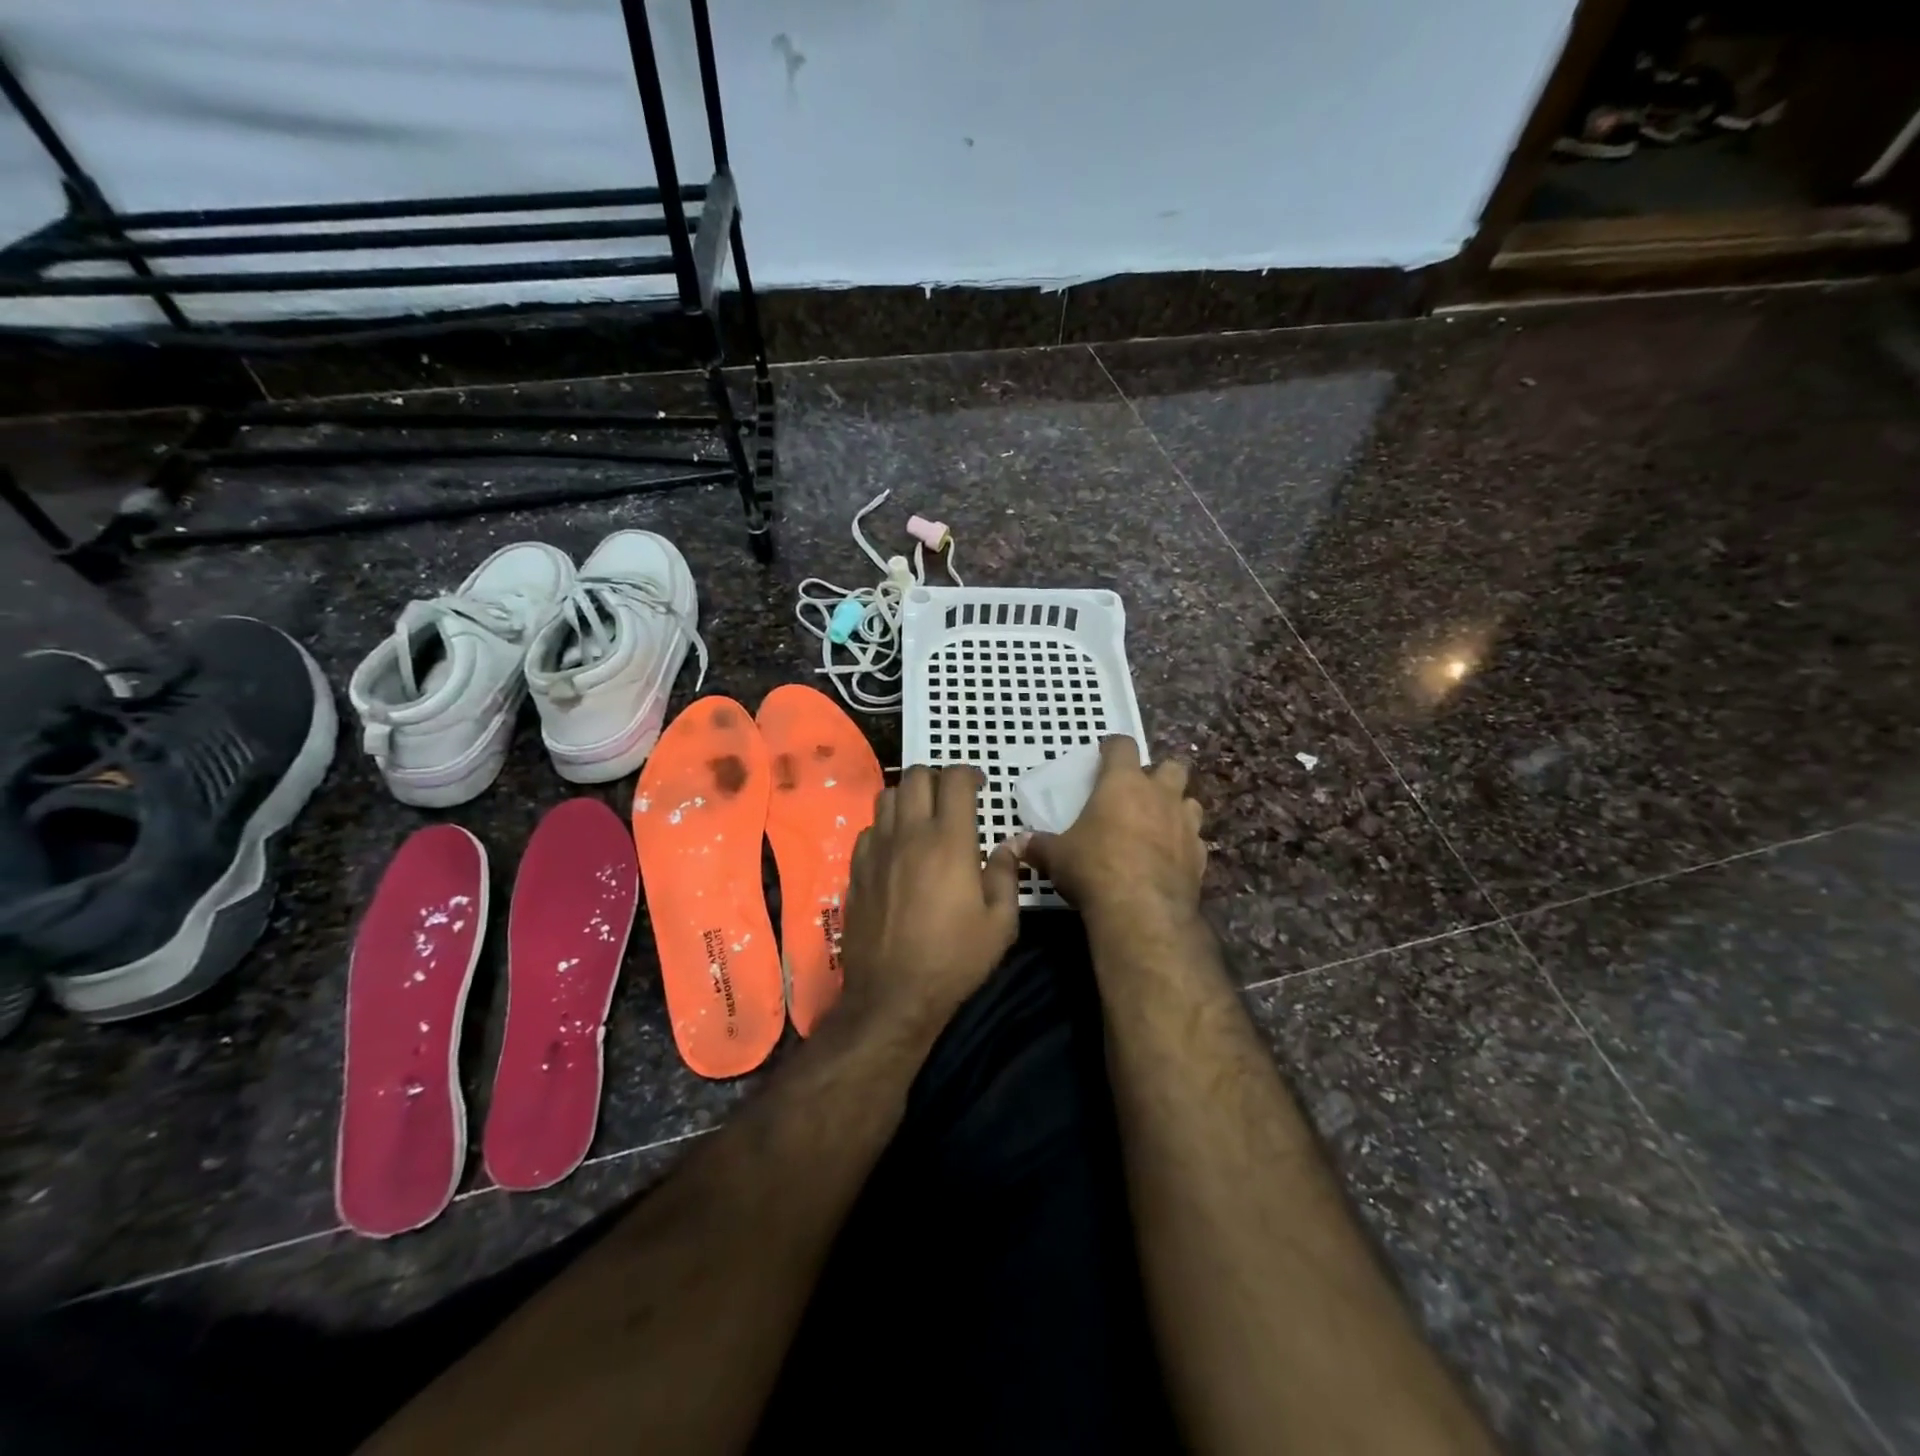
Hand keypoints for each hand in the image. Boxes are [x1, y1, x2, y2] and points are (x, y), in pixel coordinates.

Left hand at [837, 765, 1020, 1042]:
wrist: (893, 995)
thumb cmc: (954, 960)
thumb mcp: (1000, 924)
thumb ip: (1006, 875)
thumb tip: (1010, 845)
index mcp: (949, 841)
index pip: (954, 780)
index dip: (969, 774)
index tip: (979, 785)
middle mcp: (909, 834)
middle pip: (916, 776)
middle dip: (937, 777)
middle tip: (952, 797)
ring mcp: (877, 850)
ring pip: (886, 796)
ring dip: (908, 796)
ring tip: (923, 816)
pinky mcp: (856, 869)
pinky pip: (869, 828)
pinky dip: (886, 825)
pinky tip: (897, 847)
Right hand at [1020, 737, 1205, 938]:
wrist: (1142, 911)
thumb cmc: (1093, 868)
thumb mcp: (1056, 856)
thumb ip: (1038, 845)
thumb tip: (1014, 844)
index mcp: (1122, 783)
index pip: (1123, 746)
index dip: (1113, 748)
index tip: (1103, 756)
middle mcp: (1159, 795)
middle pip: (1172, 766)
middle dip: (1158, 774)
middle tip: (1138, 792)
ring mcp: (1186, 825)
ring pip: (1190, 801)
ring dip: (1176, 807)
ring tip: (1158, 824)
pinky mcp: (1200, 856)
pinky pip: (1195, 840)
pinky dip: (1184, 844)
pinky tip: (1169, 859)